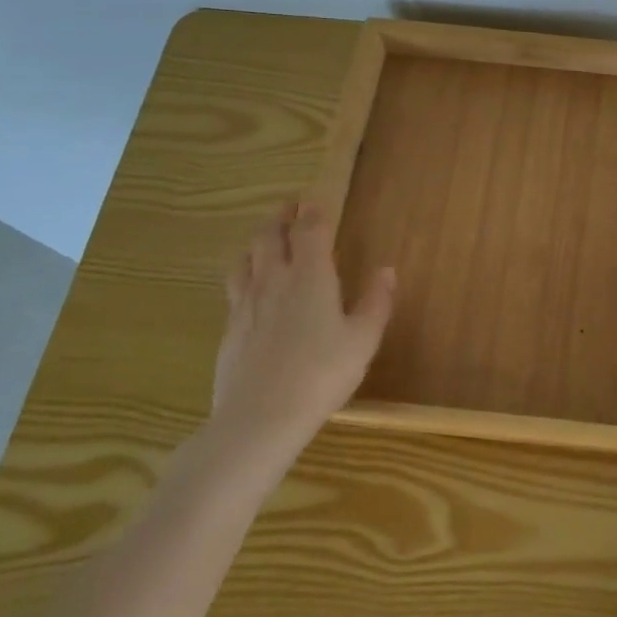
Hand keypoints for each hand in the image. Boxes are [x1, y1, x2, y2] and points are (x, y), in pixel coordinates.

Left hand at [209, 199, 394, 470]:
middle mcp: (274, 280)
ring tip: (266, 239)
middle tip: (290, 208)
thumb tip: (386, 270)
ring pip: (246, 257)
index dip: (313, 211)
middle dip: (281, 218)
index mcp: (310, 276)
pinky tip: (250, 287)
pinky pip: (235, 287)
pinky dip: (244, 273)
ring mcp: (246, 303)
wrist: (260, 418)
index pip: (309, 230)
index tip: (315, 199)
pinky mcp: (230, 328)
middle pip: (270, 236)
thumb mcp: (363, 340)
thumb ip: (376, 302)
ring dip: (257, 241)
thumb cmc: (322, 373)